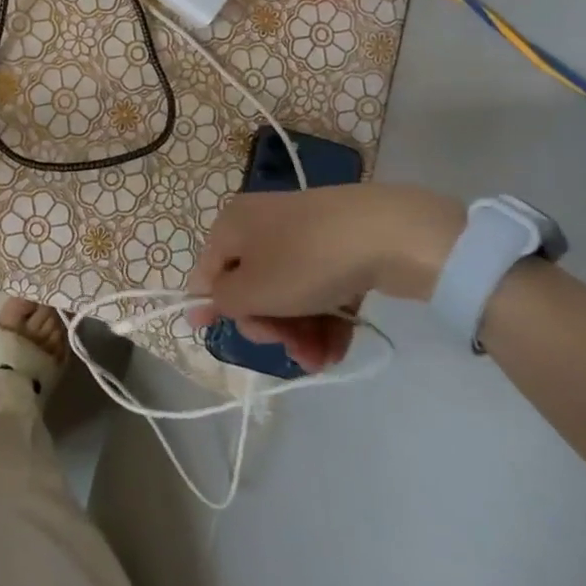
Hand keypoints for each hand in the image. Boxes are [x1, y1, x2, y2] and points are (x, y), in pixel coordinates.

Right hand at [187, 184, 465, 371]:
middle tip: (285, 345)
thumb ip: (223, 301)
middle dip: (267, 326)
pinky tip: (334, 351)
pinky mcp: (337, 249)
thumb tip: (200, 301)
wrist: (386, 233)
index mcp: (232, 225)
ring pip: (288, 294)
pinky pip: (318, 290)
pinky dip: (322, 321)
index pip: (208, 270)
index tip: (216, 338)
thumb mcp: (253, 289)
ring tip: (318, 361)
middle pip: (251, 286)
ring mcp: (303, 236)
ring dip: (297, 333)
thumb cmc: (304, 261)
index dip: (210, 306)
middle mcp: (261, 225)